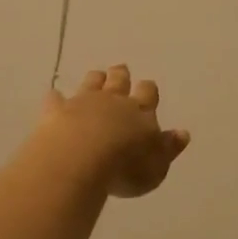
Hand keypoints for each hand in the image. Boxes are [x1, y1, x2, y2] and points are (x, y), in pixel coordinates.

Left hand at [37, 65, 190, 198]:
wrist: (81, 158)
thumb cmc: (125, 168)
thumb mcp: (157, 167)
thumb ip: (169, 148)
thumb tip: (183, 133)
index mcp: (141, 113)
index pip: (148, 94)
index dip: (148, 90)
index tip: (147, 86)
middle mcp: (113, 102)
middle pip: (119, 81)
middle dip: (121, 76)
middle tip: (121, 70)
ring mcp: (83, 103)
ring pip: (91, 83)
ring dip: (95, 79)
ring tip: (97, 76)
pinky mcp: (57, 111)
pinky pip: (56, 99)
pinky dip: (56, 98)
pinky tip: (54, 97)